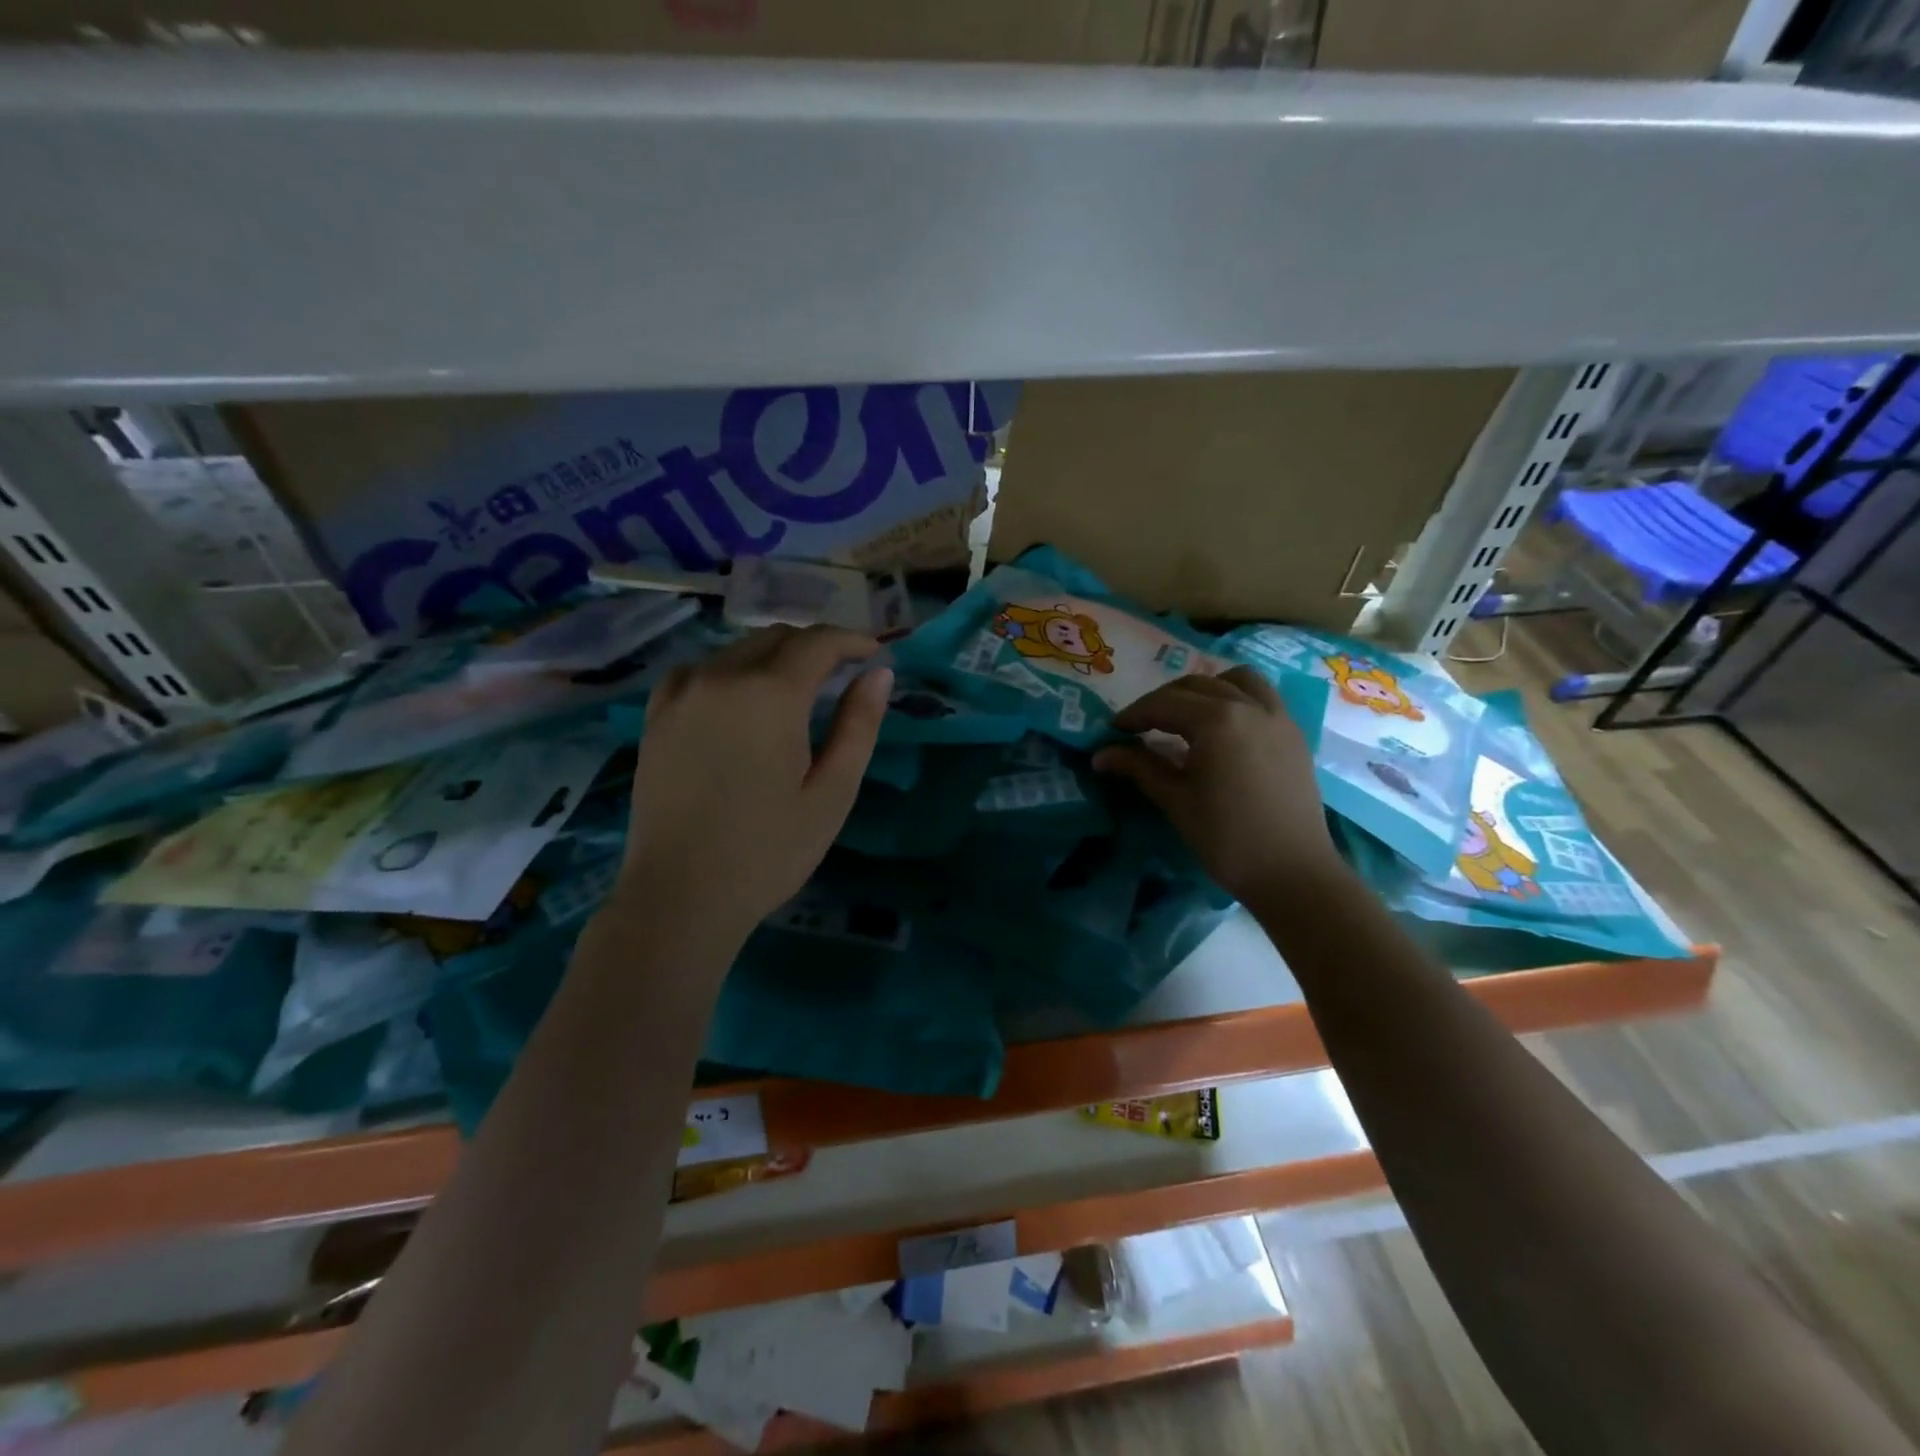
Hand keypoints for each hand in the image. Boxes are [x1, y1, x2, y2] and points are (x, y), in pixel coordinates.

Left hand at [617, 624, 890, 944]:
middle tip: (842, 674)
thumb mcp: (831, 793)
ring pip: (737, 650)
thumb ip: (858, 726)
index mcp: (769, 695)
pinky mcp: (655, 716)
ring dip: (773, 657)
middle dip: (815, 647)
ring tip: (796, 689)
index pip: (817, 642)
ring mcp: (681, 694)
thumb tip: (878, 675)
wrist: (680, 896)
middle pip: (776, 638)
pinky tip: (738, 699)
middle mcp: (721, 678)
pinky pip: (699, 670)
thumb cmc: (769, 851)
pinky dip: (729, 671)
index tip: (873, 654)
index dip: (852, 641)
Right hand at [1093, 667, 1339, 902]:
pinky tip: (1224, 725)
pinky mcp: (1294, 734)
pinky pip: (1263, 696)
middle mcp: (1249, 706)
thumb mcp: (1175, 800)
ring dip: (1205, 688)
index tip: (1112, 730)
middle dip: (1163, 700)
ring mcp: (1277, 717)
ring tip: (1186, 713)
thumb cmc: (1226, 838)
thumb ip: (1139, 768)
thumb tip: (1100, 755)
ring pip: (1236, 680)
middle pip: (1196, 685)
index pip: (1164, 704)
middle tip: (1141, 725)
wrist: (1292, 872)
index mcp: (1216, 721)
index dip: (1134, 714)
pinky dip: (1237, 696)